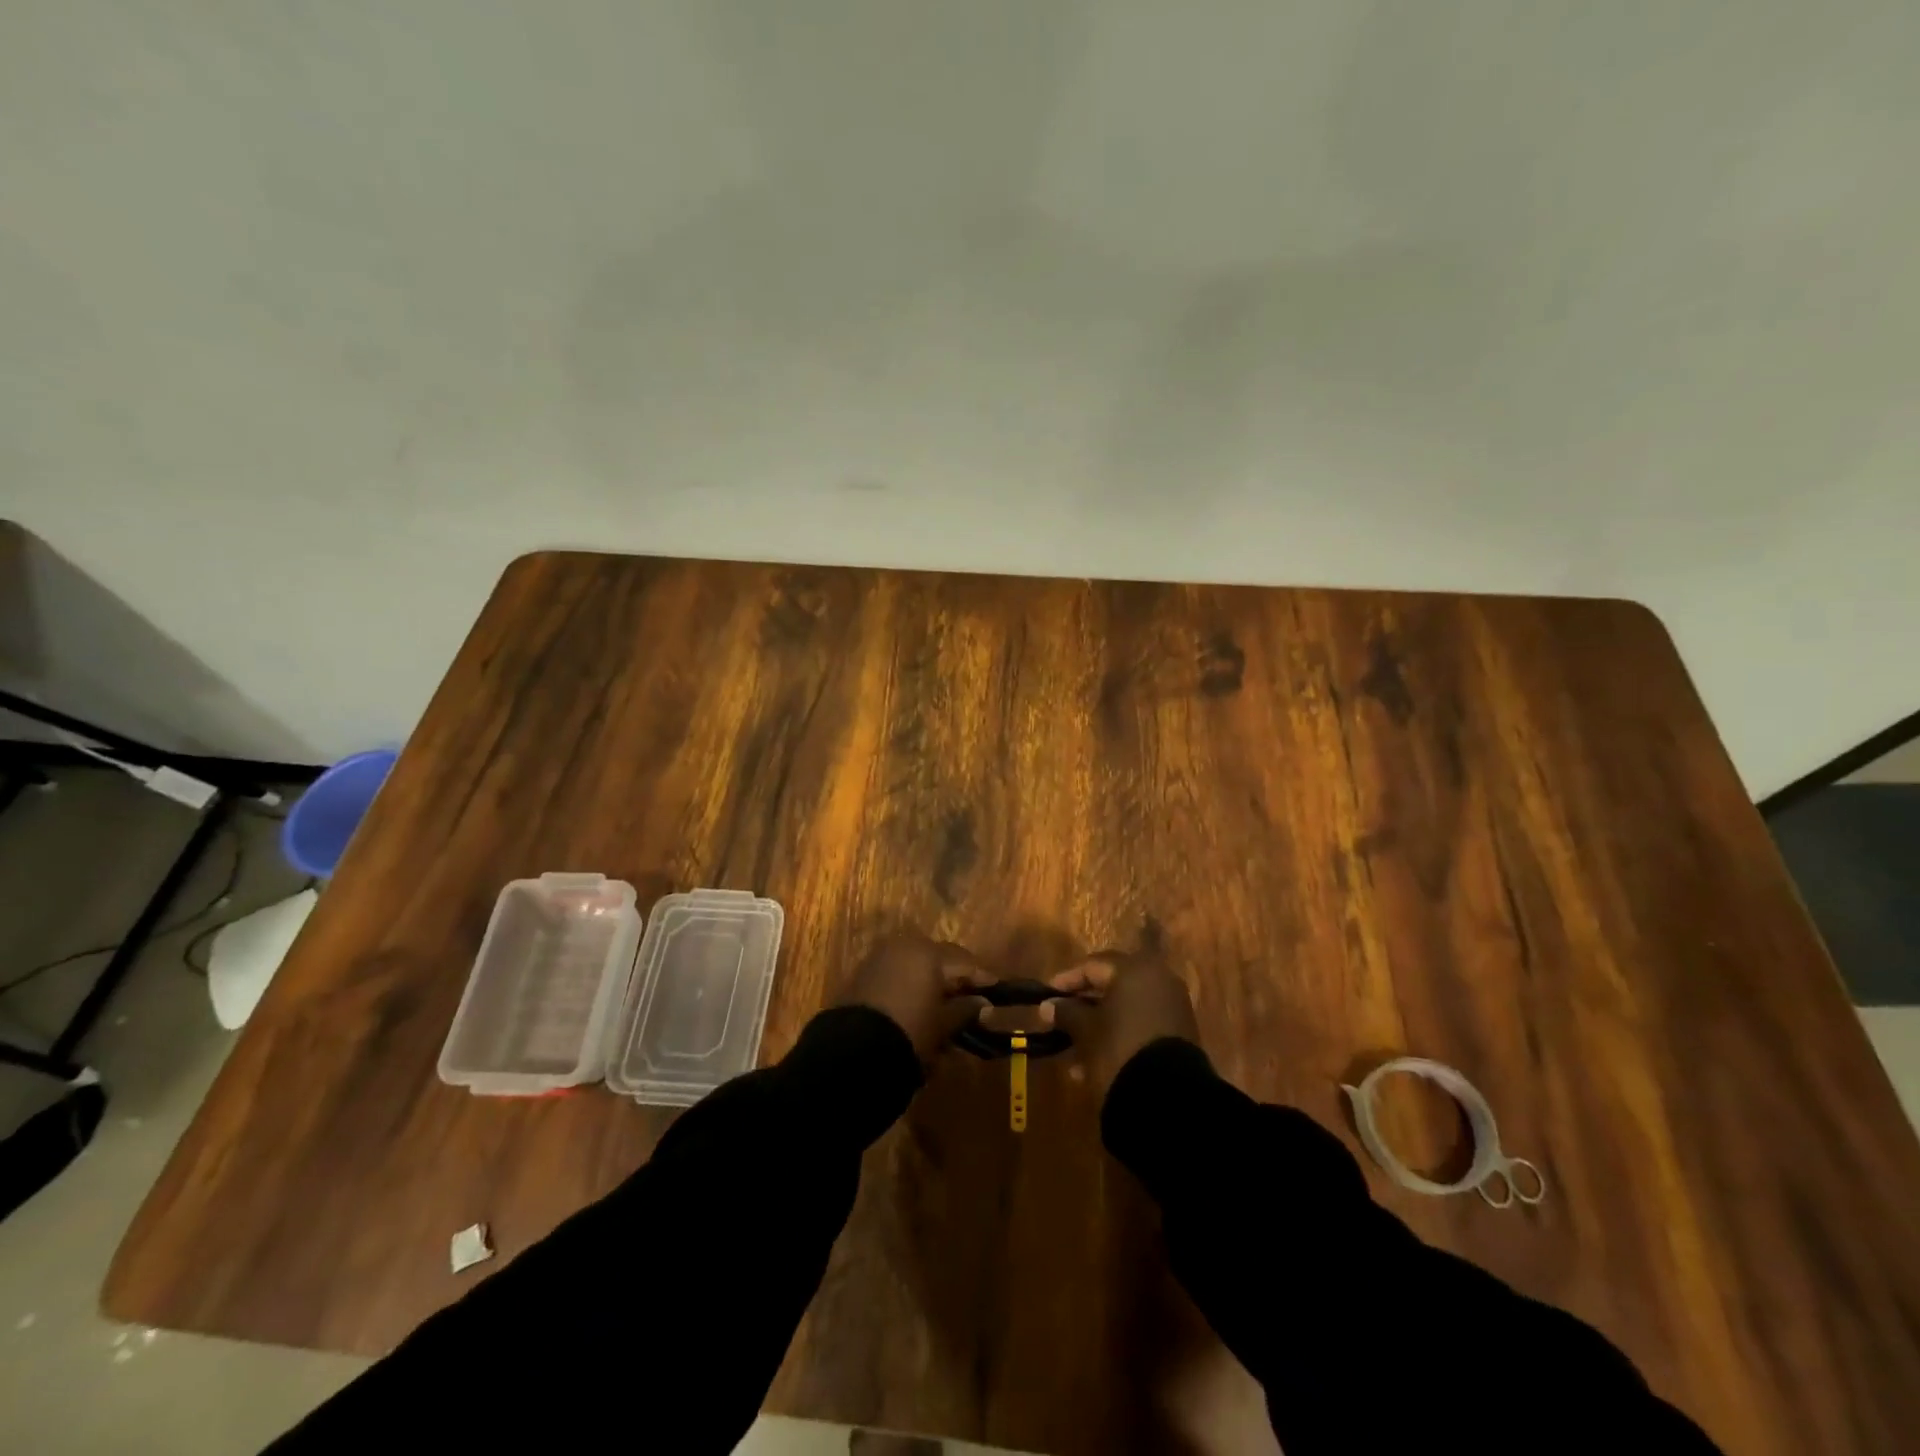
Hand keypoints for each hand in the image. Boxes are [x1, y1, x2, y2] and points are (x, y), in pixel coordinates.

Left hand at [846, 931, 993, 1063]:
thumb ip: (966, 1010)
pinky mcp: (863, 974)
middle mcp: (904, 946)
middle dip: (954, 979)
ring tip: (943, 1011)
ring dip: (931, 984)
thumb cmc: (909, 1031)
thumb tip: (985, 1004)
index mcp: (928, 952)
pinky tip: (917, 1009)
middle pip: (939, 959)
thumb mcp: (943, 1024)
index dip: (981, 977)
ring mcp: (880, 958)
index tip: (996, 990)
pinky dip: (910, 988)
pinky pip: (896, 975)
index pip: (964, 961)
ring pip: (916, 967)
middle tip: (970, 1000)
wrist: (853, 1050)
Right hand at [1044, 947, 1198, 1095]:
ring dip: (1097, 1027)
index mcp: (1135, 969)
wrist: (1168, 1096)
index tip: (1046, 997)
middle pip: (1110, 987)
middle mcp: (1158, 980)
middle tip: (1059, 1022)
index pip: (1092, 966)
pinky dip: (1118, 1037)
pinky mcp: (1179, 1034)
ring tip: (1073, 1055)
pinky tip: (1095, 1064)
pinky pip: (1140, 1026)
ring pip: (1125, 1010)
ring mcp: (1172, 1007)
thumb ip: (1066, 1012)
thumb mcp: (1086, 1030)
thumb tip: (1048, 1006)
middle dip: (1082, 1006)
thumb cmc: (1120, 1048)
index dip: (1066, 981)